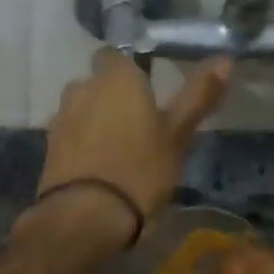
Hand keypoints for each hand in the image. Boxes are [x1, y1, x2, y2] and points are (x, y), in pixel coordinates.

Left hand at [38, 51, 231, 222]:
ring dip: (95, 122)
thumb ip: (198, 96)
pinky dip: (81, 145)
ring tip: (118, 151)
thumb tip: (225, 59)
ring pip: (81, 110)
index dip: (130, 72)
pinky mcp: (48, 148)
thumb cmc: (140, 170)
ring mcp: (60, 118)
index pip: (116, 56)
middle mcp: (82, 88)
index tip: (147, 93)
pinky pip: (70, 136)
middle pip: (97, 84)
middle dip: (112, 98)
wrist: (85, 216)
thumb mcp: (177, 136)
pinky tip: (97, 169)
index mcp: (116, 78)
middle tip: (138, 127)